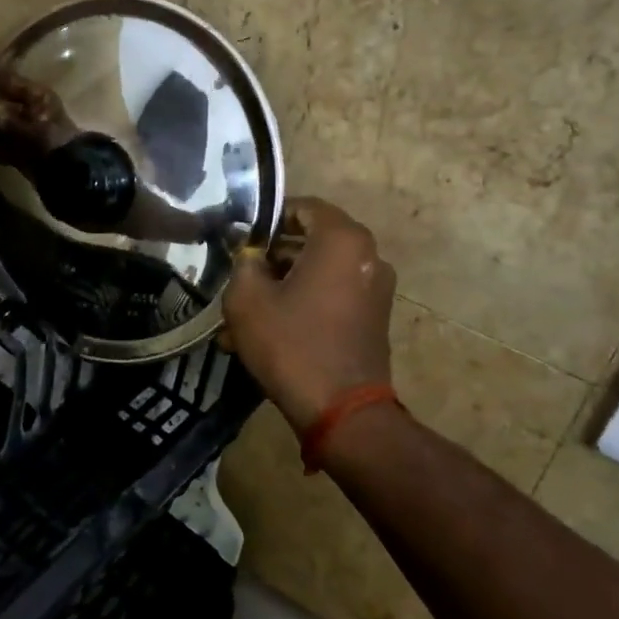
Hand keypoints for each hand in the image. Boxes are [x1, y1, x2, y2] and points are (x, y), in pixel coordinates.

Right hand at [222, 198, 396, 433]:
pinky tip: (270, 330)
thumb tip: (252, 255)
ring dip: (284, 284)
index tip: (243, 239)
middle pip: (312, 240)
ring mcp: (376, 287)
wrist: (342, 412)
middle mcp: (367, 255)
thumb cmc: (292, 344)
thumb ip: (244, 262)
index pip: (303, 207)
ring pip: (319, 271)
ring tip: (248, 311)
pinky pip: (332, 295)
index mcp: (342, 239)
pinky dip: (304, 303)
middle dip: (274, 256)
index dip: (269, 218)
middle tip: (242, 275)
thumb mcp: (247, 298)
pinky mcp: (375, 317)